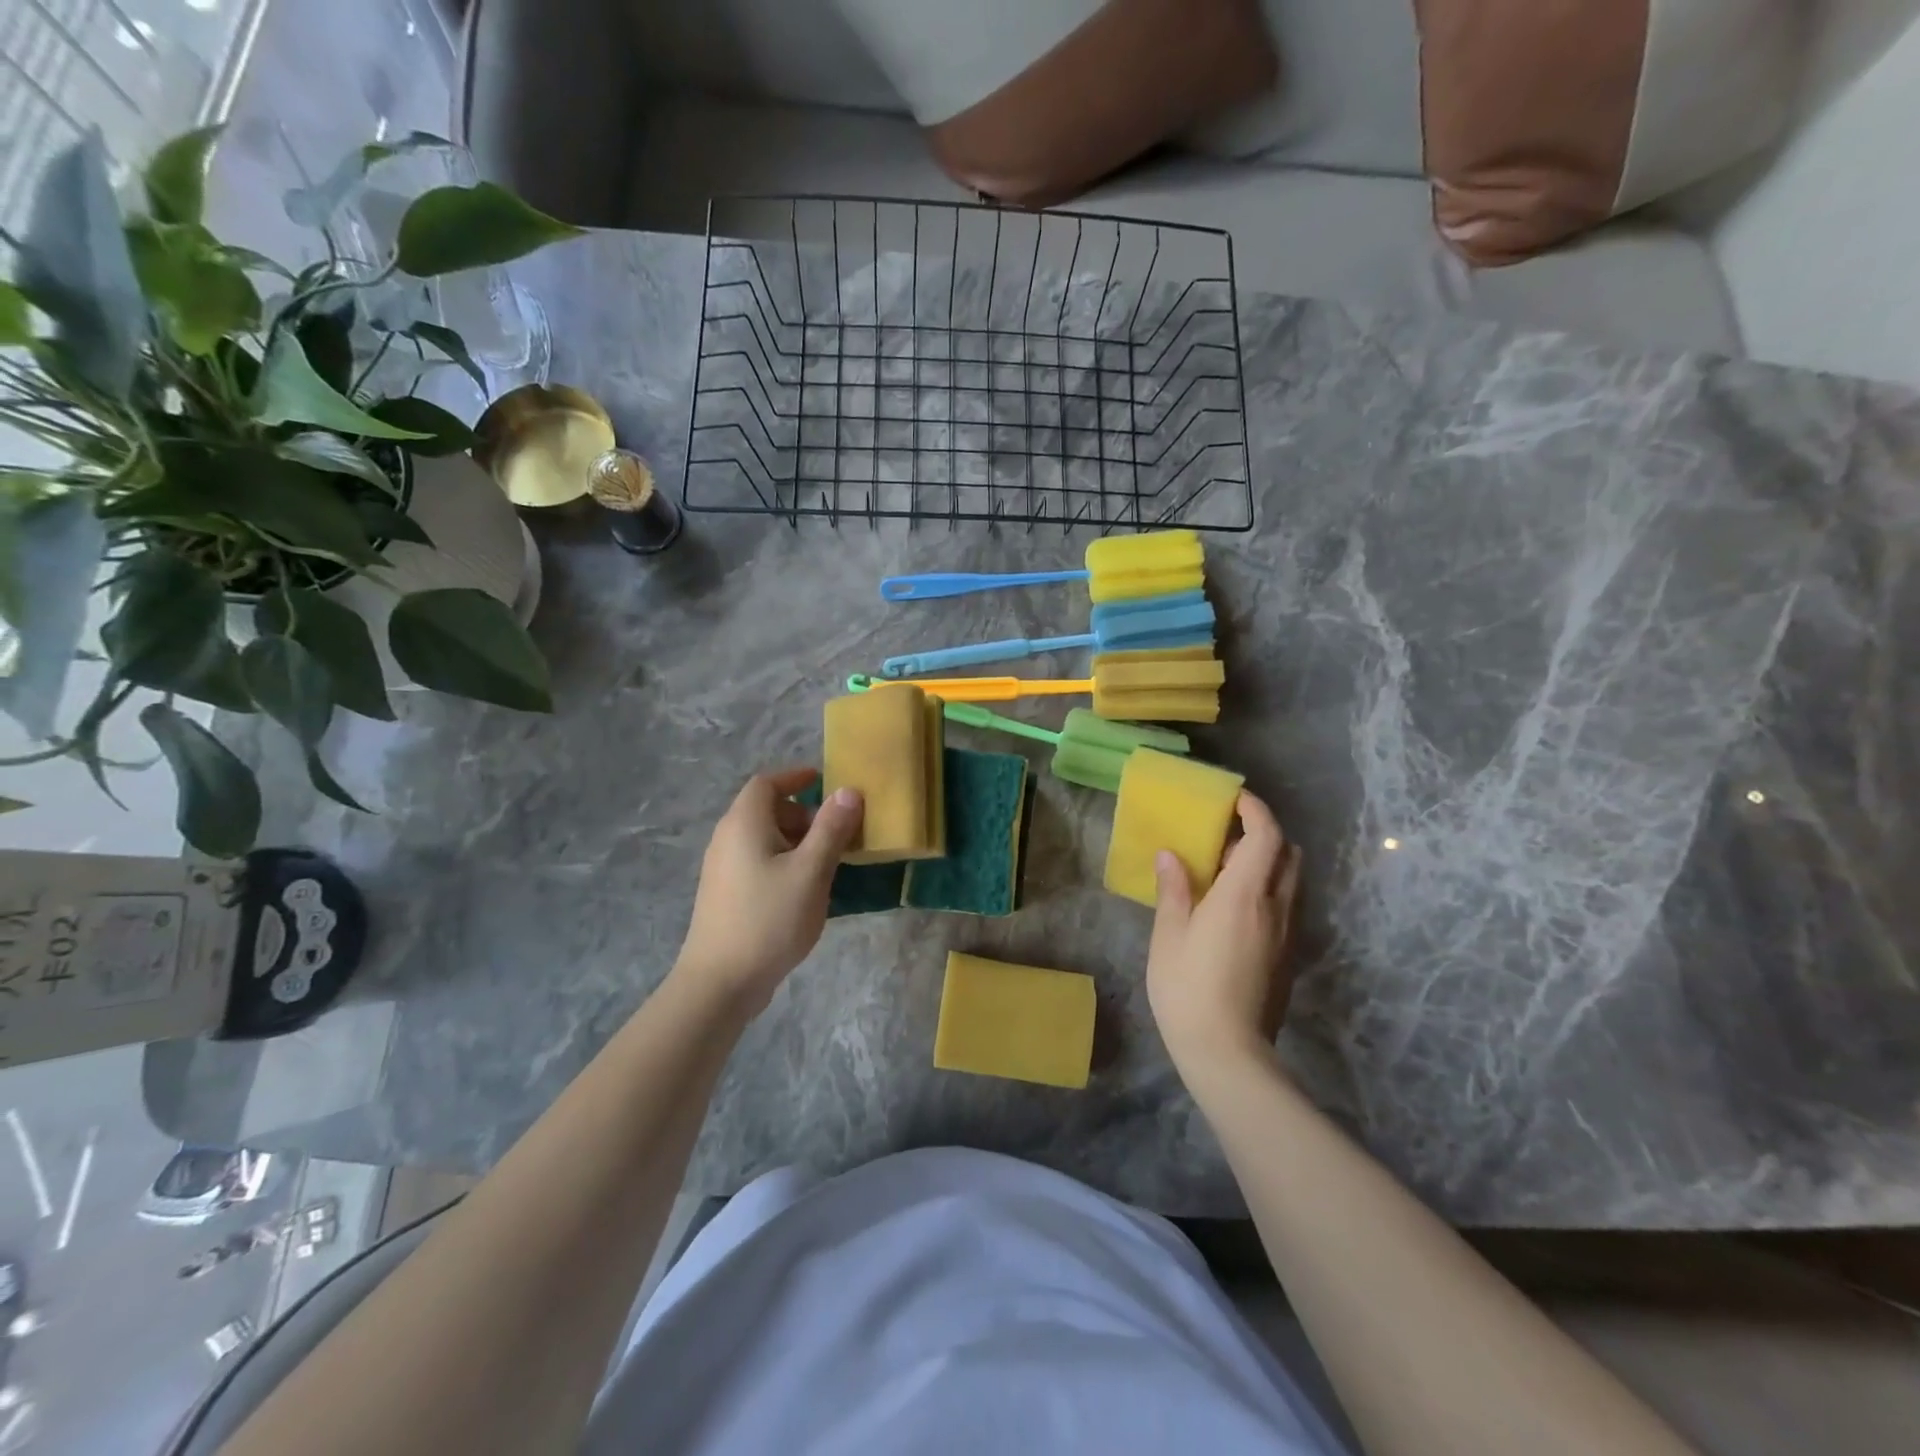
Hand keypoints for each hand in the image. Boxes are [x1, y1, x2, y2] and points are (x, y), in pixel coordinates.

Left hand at [673, 768, 862, 1016]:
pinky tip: (804, 890)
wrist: (720, 982)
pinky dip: (783, 861)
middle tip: (836, 831)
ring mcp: (723, 868)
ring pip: (763, 838)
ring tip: (827, 862)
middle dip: (803, 814)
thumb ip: (831, 829)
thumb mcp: (811, 871)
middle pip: (766, 810)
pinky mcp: (725, 894)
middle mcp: (727, 838)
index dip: (795, 777)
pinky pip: (758, 861)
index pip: (767, 782)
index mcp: (744, 823)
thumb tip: (849, 791)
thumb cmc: (769, 919)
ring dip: (796, 840)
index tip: (825, 781)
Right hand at [1146, 791, 1301, 1072]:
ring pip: (1291, 881)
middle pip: (1288, 853)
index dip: (1255, 810)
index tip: (1233, 799)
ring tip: (1227, 873)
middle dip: (1264, 834)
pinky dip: (1268, 891)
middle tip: (1226, 839)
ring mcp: (1288, 934)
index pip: (1267, 835)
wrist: (1228, 1053)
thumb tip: (1170, 854)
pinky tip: (1234, 911)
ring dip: (1268, 864)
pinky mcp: (1289, 957)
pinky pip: (1287, 906)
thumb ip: (1174, 889)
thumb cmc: (1188, 988)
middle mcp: (1276, 907)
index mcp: (1245, 895)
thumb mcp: (1169, 935)